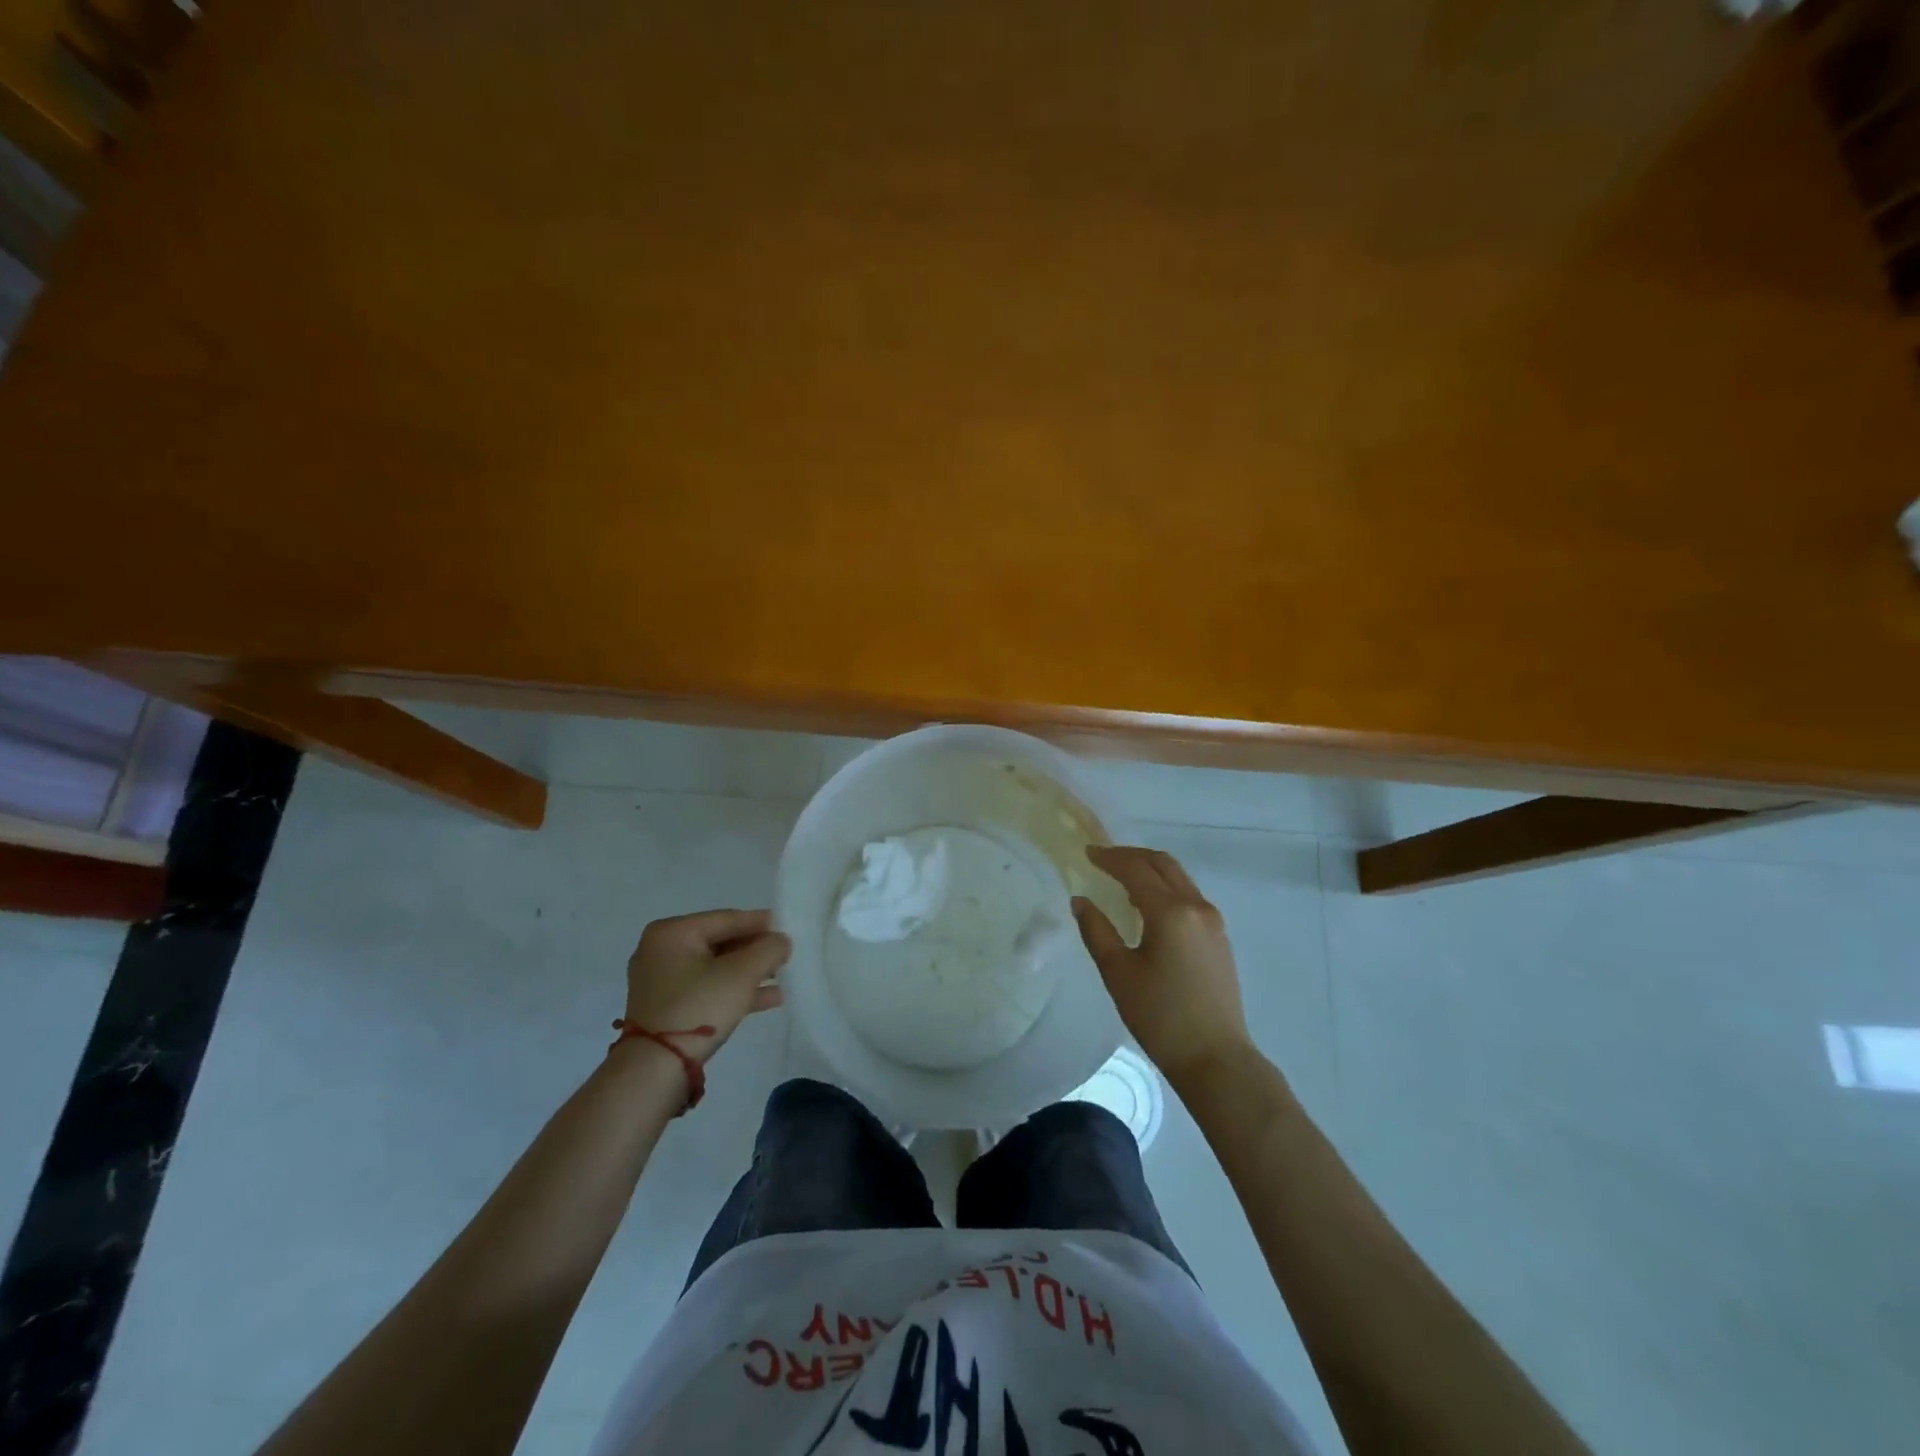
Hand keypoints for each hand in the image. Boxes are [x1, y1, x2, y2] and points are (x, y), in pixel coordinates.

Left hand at [622, 909, 790, 1064]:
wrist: (655, 1069)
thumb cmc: (698, 1006)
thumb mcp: (742, 973)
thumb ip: (768, 949)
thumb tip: (781, 941)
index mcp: (672, 932)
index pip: (726, 919)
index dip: (760, 922)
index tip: (786, 926)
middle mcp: (661, 950)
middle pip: (720, 943)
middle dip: (755, 950)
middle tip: (784, 953)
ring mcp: (661, 981)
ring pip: (715, 968)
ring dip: (749, 972)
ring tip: (782, 976)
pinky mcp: (665, 1008)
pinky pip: (706, 988)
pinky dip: (734, 990)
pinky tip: (769, 998)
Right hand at [1072, 846, 1252, 1088]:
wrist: (1216, 1058)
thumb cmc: (1160, 1017)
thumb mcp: (1118, 973)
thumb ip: (1096, 930)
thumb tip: (1081, 901)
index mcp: (1171, 912)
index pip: (1136, 870)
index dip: (1110, 858)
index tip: (1087, 853)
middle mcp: (1197, 907)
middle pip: (1163, 864)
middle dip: (1131, 856)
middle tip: (1103, 859)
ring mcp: (1213, 922)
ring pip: (1179, 878)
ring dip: (1150, 870)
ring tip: (1121, 877)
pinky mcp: (1219, 938)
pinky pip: (1188, 896)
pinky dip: (1164, 888)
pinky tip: (1147, 905)